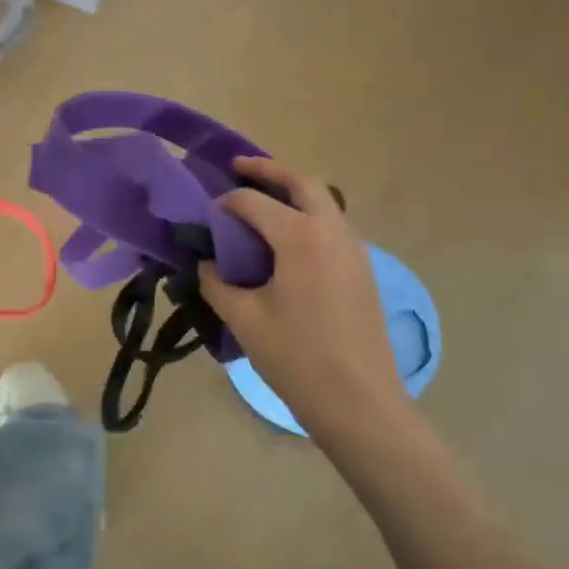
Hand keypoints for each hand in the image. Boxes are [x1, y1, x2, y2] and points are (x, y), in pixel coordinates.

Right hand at [200, 157, 410, 439]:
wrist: (359, 400)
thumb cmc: (296, 357)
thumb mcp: (244, 319)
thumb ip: (217, 283)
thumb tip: (206, 264)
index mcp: (300, 236)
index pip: (254, 202)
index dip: (225, 203)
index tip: (205, 215)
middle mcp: (332, 230)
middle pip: (300, 182)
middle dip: (268, 171)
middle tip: (239, 168)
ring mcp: (354, 249)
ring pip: (323, 201)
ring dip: (293, 192)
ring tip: (263, 201)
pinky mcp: (363, 269)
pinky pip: (333, 226)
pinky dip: (308, 217)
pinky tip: (288, 242)